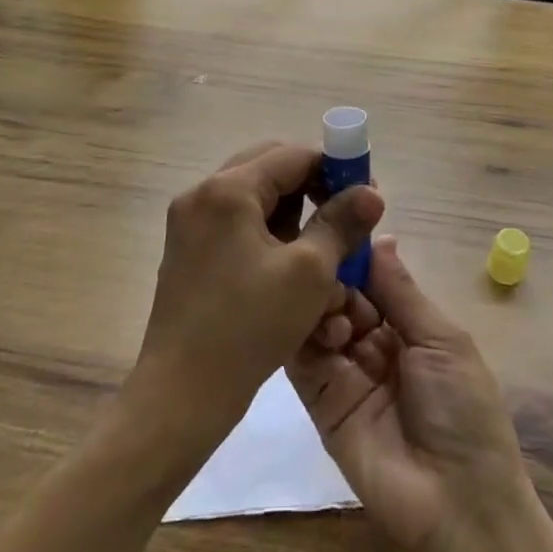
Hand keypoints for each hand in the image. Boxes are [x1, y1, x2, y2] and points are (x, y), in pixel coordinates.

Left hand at [129, 142, 384, 447]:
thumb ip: (342, 223)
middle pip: (271, 171)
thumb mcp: (309, 272)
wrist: (181, 396)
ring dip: (293, 218)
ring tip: (323, 253)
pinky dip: (269, 238)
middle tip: (345, 219)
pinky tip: (292, 272)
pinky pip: (238, 227)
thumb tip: (371, 192)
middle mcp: (202, 195)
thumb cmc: (249, 327)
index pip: (293, 155)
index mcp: (227, 189)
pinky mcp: (188, 253)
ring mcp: (190, 224)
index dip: (335, 168)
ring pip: (256, 201)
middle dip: (314, 191)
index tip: (365, 195)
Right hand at [287, 236, 527, 551]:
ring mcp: (344, 371)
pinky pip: (302, 358)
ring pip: (320, 320)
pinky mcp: (319, 400)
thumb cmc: (463, 410)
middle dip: (337, 277)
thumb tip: (381, 235)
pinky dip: (303, 333)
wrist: (455, 503)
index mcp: (409, 326)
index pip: (374, 278)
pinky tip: (317, 321)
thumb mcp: (442, 339)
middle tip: (332, 269)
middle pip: (344, 295)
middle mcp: (374, 343)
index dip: (358, 253)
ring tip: (337, 309)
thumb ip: (402, 290)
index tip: (337, 219)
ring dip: (323, 303)